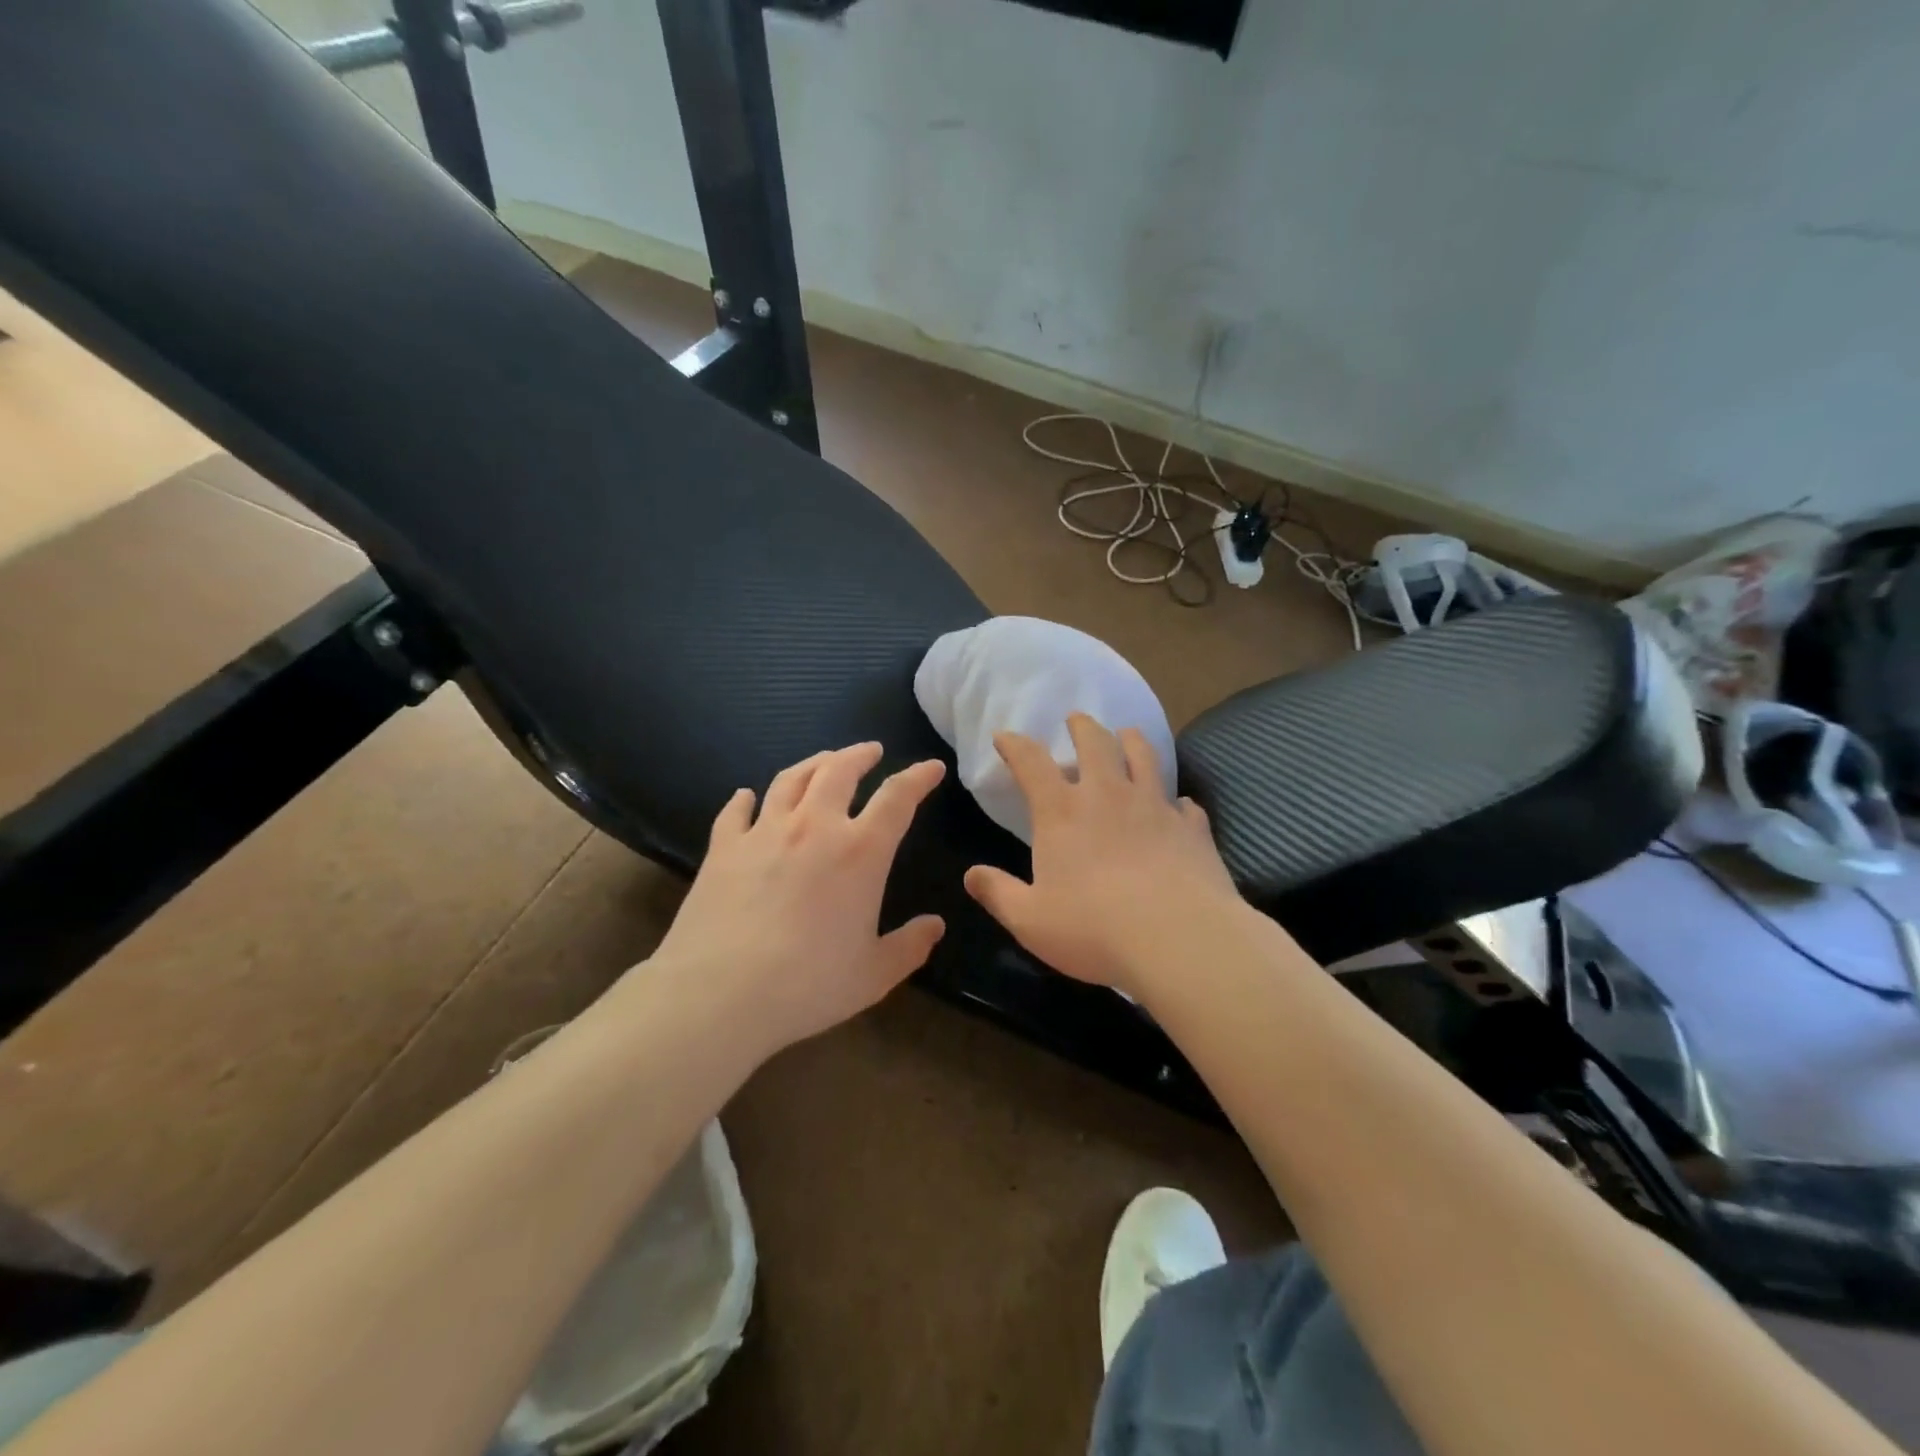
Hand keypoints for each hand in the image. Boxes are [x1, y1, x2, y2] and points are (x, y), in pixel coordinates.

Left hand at [641, 743, 946, 1058]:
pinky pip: (736, 812)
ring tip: (823, 761)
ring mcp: (764, 832)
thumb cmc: (808, 985)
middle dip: (860, 755)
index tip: (932, 767)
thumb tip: (935, 926)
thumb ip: (909, 946)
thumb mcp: (874, 974)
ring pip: (790, 779)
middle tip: (871, 751)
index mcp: (860, 851)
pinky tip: (746, 795)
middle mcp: (814, 827)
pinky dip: (744, 799)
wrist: (720, 994)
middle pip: (839, 770)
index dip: (919, 777)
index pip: (898, 798)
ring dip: (812, 764)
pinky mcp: (724, 848)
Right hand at [963, 714, 1240, 995]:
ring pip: (1143, 756)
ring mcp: (1155, 806)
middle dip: (1081, 726)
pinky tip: (1177, 806)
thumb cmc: (1094, 929)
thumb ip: (998, 894)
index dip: (1014, 745)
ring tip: (1127, 734)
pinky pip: (1183, 803)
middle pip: (1094, 742)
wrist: (1179, 939)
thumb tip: (971, 875)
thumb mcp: (1030, 920)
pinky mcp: (1191, 827)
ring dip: (1130, 740)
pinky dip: (1175, 800)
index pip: (1031, 762)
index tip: (1004, 737)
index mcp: (1062, 812)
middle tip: (1076, 719)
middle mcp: (1108, 795)